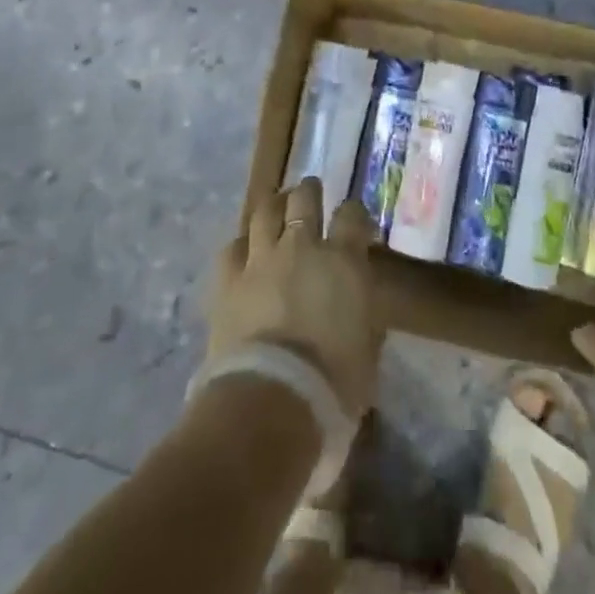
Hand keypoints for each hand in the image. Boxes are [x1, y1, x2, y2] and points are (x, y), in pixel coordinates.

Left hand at [207, 178, 381, 420]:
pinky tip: (244, 250)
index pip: (352, 215)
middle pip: (304, 199)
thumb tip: (357, 310)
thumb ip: (362, 316)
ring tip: (276, 206)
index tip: (355, 222)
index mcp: (344, 260)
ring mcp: (261, 259)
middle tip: (310, 194)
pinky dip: (241, 245)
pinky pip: (232, 248)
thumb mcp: (366, 350)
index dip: (354, 213)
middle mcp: (303, 246)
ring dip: (274, 205)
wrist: (271, 400)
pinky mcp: (228, 281)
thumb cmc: (333, 384)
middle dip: (309, 192)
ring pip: (265, 211)